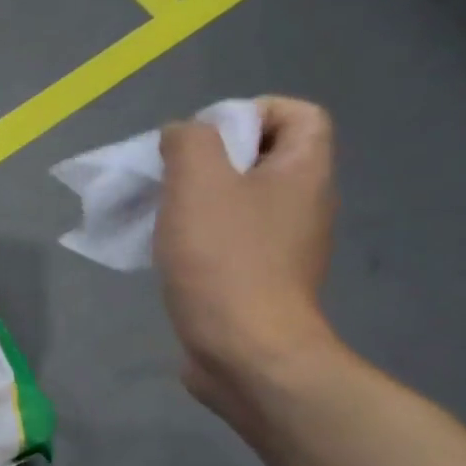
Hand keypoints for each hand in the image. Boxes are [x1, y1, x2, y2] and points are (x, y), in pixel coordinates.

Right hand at [156, 96, 339, 409]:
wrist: (246, 353)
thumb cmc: (225, 261)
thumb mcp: (198, 182)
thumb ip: (189, 142)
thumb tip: (182, 135)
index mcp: (304, 172)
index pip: (297, 114)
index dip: (251, 111)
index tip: (202, 138)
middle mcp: (304, 206)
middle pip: (262, 159)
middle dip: (212, 161)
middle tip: (171, 178)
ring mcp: (283, 249)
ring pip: (240, 205)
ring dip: (198, 204)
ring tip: (161, 218)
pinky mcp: (259, 284)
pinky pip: (230, 244)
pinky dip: (199, 241)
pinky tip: (168, 256)